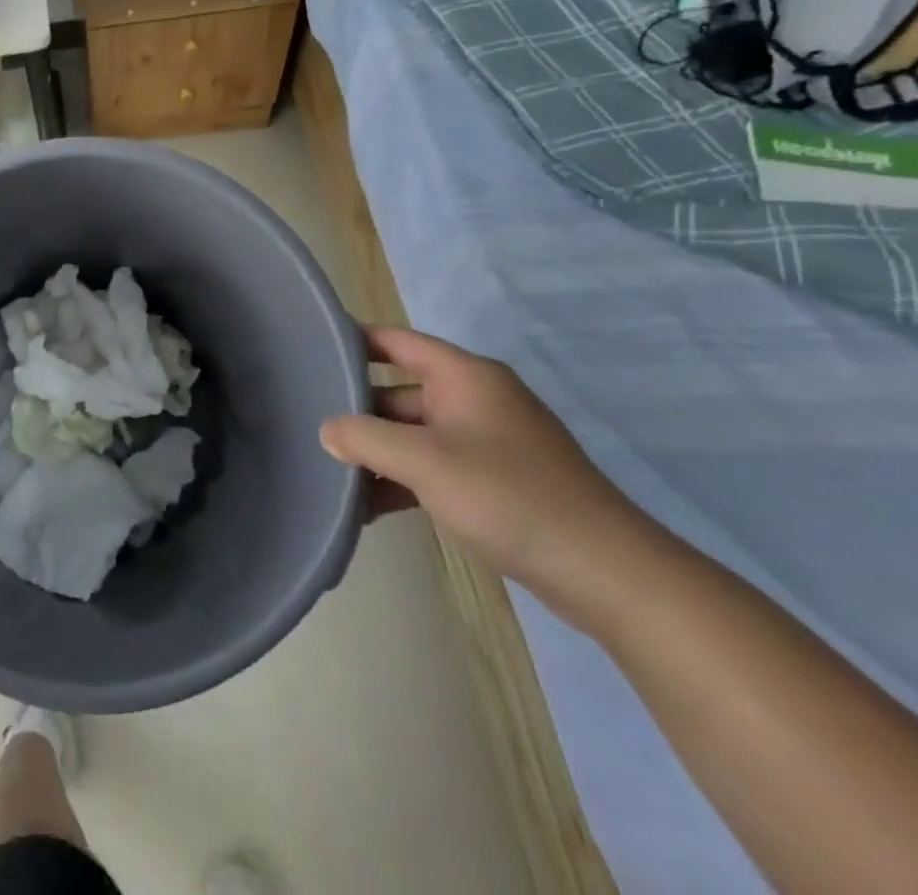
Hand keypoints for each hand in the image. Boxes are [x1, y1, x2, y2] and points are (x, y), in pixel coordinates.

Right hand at [320, 326, 652, 625]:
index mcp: (465, 377)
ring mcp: (487, 442)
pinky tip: (369, 507)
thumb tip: (328, 431)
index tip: (310, 351)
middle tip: (309, 425)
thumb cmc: (510, 497)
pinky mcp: (495, 481)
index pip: (396, 341)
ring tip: (332, 473)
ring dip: (378, 452)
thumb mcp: (425, 462)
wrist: (608, 575)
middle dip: (358, 410)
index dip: (353, 341)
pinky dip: (403, 480)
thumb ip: (365, 438)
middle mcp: (475, 400)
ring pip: (415, 434)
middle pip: (400, 391)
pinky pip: (434, 466)